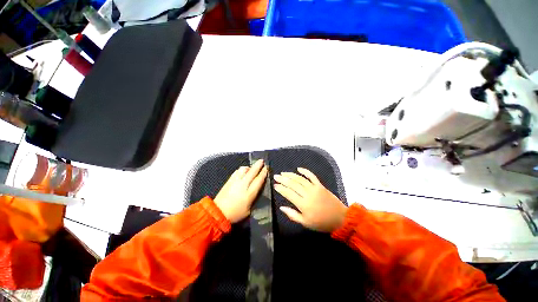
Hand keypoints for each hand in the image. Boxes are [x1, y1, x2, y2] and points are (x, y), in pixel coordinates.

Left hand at [214, 160, 268, 222]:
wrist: (218, 213)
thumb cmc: (235, 214)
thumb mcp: (249, 210)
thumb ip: (254, 199)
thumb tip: (258, 190)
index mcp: (249, 193)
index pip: (258, 180)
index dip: (263, 173)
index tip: (266, 168)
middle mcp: (243, 185)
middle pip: (252, 172)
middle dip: (258, 165)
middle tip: (262, 161)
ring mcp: (235, 181)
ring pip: (243, 170)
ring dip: (249, 167)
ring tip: (251, 168)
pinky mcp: (229, 181)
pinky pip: (237, 172)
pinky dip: (241, 170)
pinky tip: (242, 172)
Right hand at [274, 168, 347, 232]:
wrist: (339, 218)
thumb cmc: (321, 222)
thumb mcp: (305, 223)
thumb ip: (292, 215)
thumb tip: (281, 207)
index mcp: (303, 204)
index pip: (288, 193)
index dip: (281, 188)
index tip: (274, 185)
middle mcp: (307, 194)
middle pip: (293, 184)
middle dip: (283, 179)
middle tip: (276, 176)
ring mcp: (314, 188)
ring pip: (300, 179)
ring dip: (291, 175)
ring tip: (283, 173)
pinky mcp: (320, 185)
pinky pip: (312, 176)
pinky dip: (305, 171)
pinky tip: (298, 168)